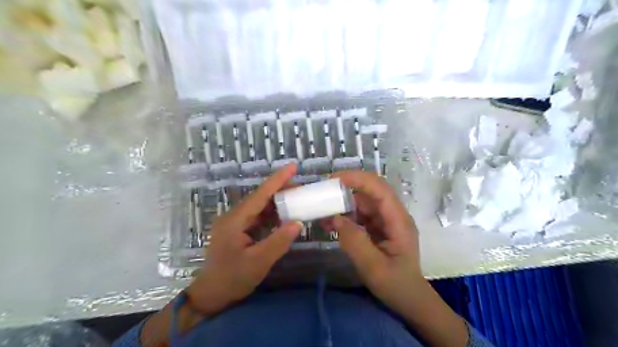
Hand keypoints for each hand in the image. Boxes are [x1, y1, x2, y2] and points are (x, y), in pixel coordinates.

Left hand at [188, 164, 302, 315]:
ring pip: (259, 206)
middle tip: (302, 188)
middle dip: (281, 190)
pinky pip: (258, 217)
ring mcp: (235, 223)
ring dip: (277, 202)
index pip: (260, 194)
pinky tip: (284, 216)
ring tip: (297, 199)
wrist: (211, 295)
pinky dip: (272, 214)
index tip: (293, 166)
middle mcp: (234, 216)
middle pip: (260, 197)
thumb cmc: (232, 279)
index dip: (277, 179)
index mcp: (235, 220)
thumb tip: (298, 223)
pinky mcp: (238, 230)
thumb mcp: (258, 262)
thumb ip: (279, 241)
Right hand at [328, 170, 424, 305]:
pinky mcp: (378, 228)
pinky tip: (330, 224)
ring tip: (322, 213)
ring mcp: (385, 221)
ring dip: (342, 205)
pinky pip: (359, 216)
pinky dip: (344, 218)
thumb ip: (355, 242)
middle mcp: (393, 215)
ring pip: (362, 203)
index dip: (357, 179)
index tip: (333, 179)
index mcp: (398, 220)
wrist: (409, 300)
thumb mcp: (373, 267)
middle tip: (323, 194)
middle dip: (346, 189)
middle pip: (369, 192)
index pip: (379, 188)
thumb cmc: (396, 285)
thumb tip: (336, 218)